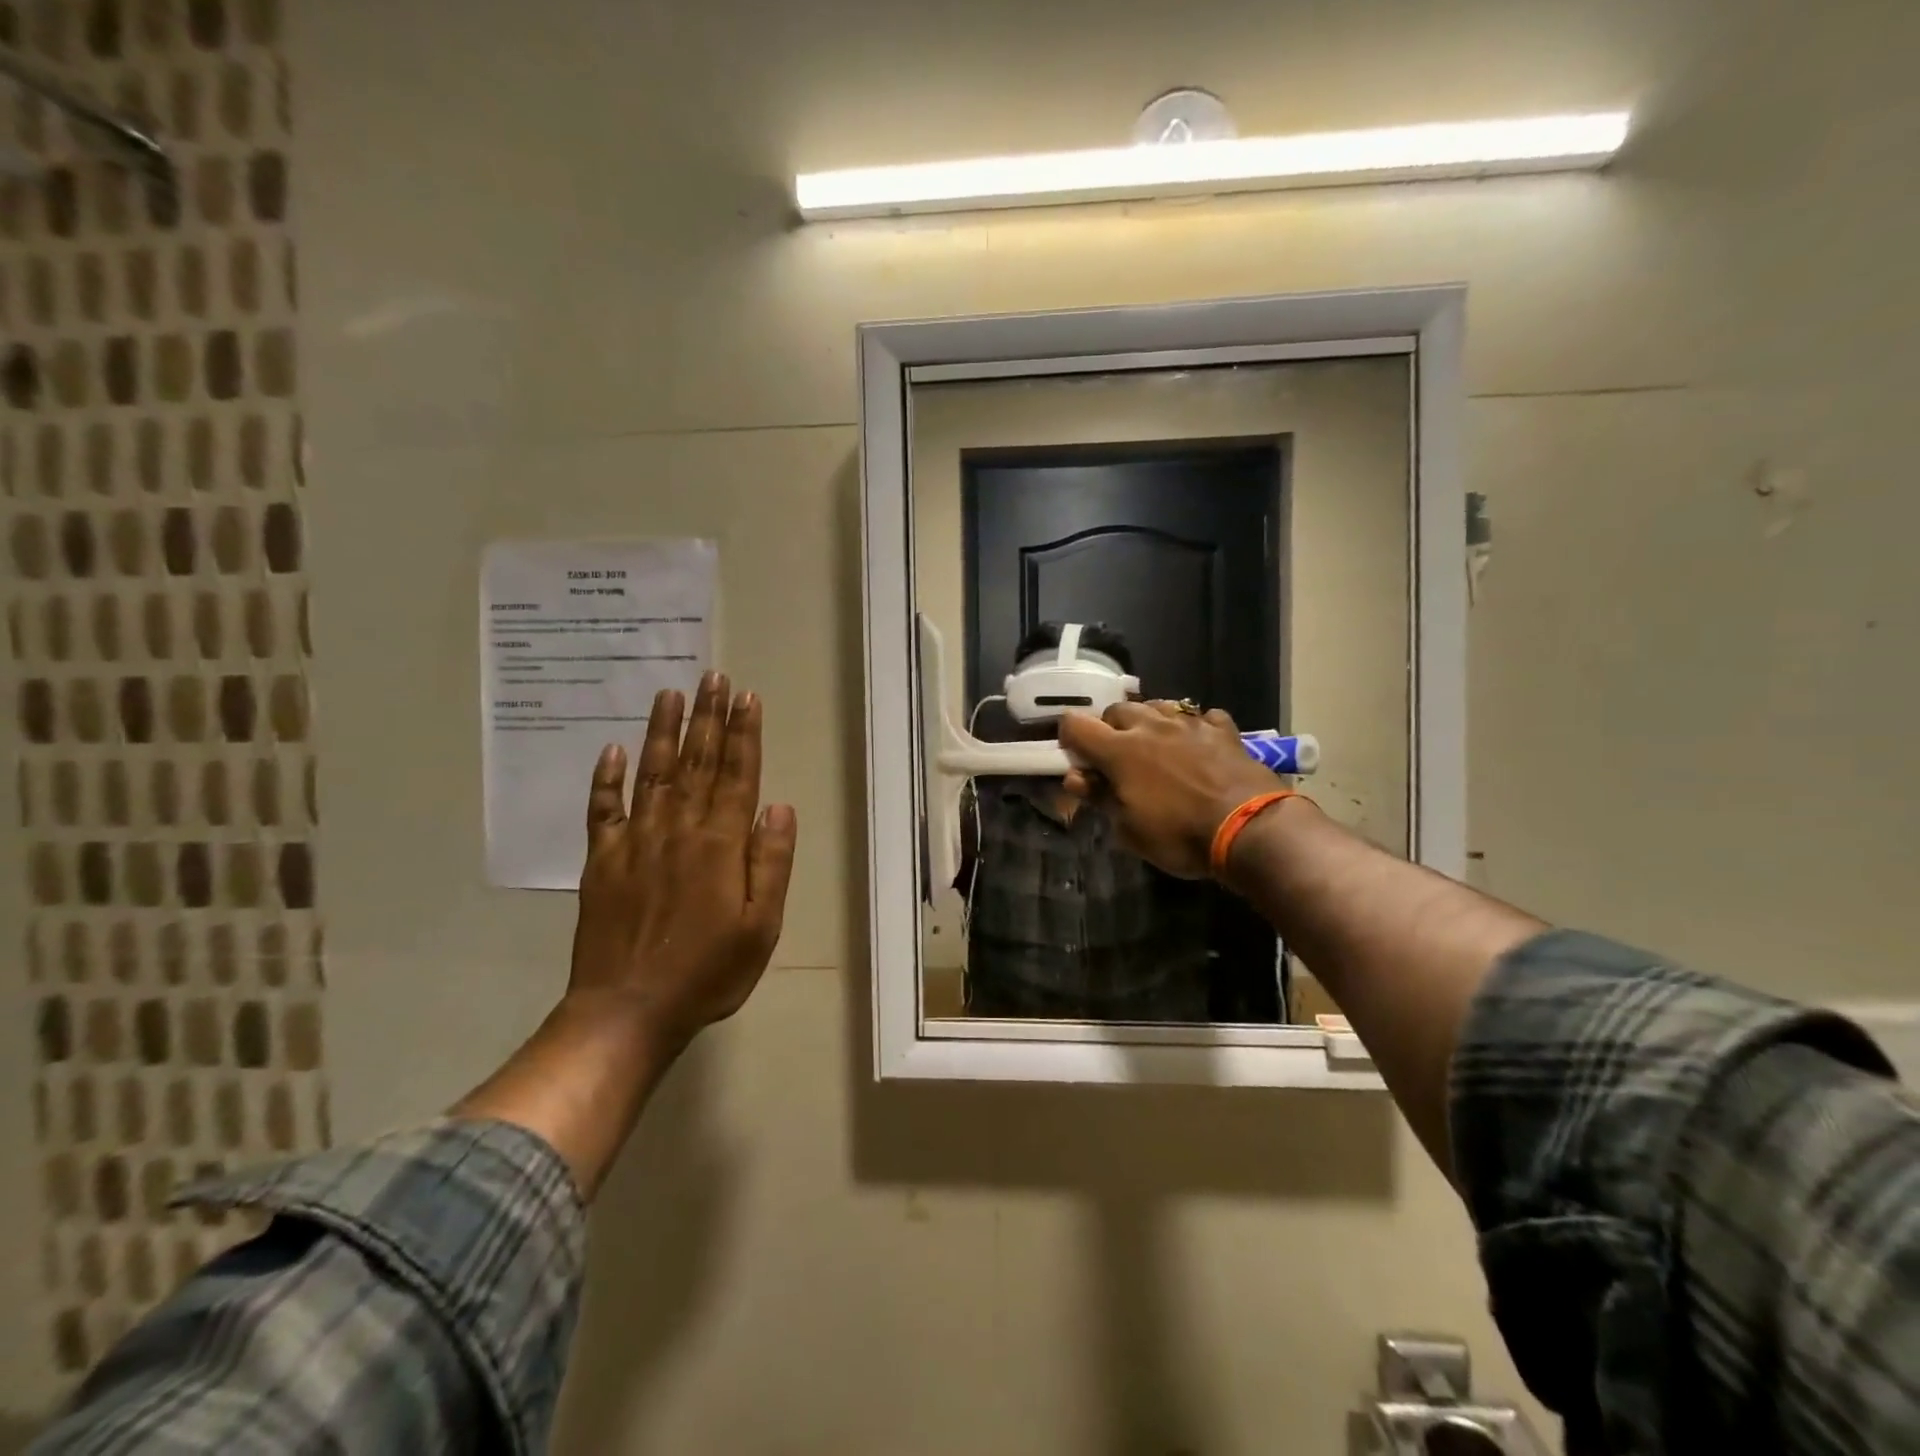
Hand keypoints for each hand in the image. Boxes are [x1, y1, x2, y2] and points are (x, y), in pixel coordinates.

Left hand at [569, 672, 797, 1049]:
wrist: (628, 1010)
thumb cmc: (708, 972)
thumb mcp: (761, 926)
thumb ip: (771, 862)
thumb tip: (779, 806)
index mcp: (720, 845)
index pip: (737, 775)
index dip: (744, 734)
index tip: (746, 697)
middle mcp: (678, 830)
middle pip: (697, 763)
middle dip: (708, 717)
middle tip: (713, 677)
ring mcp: (635, 843)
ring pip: (652, 774)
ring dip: (662, 732)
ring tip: (670, 694)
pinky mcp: (601, 862)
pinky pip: (603, 811)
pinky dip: (606, 779)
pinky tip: (611, 751)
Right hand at [1059, 701, 1283, 878]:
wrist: (1250, 828)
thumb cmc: (1180, 835)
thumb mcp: (1130, 829)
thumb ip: (1100, 798)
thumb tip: (1075, 778)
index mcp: (1119, 750)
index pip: (1076, 725)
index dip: (1069, 738)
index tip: (1075, 757)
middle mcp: (1150, 726)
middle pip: (1117, 710)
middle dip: (1110, 728)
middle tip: (1116, 757)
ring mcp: (1189, 723)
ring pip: (1157, 705)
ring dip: (1149, 721)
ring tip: (1155, 745)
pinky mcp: (1223, 730)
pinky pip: (1201, 716)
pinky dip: (1193, 727)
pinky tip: (1198, 744)